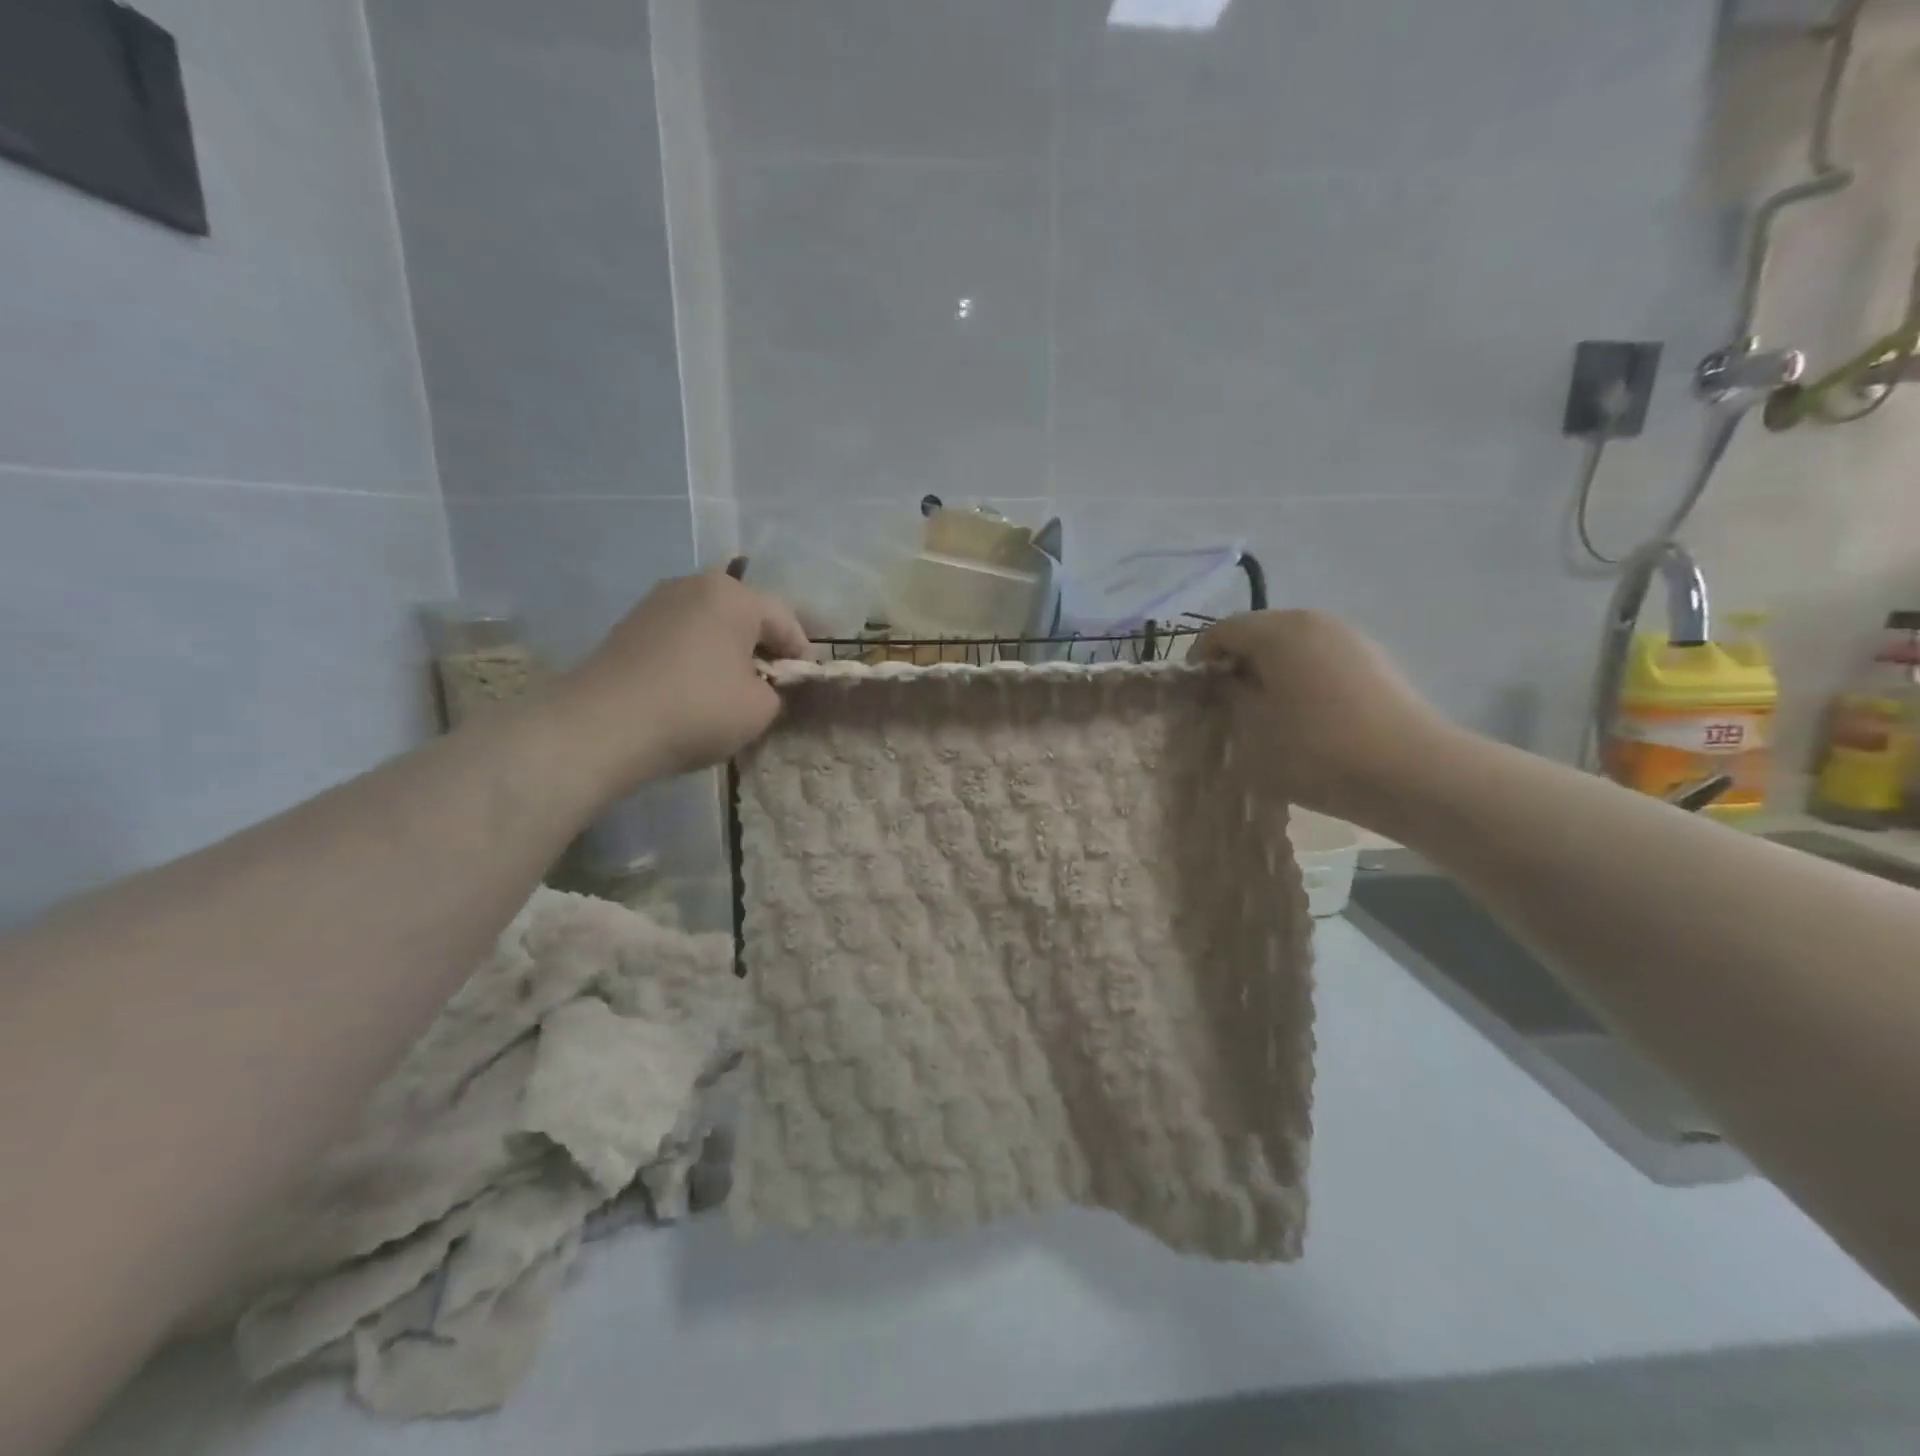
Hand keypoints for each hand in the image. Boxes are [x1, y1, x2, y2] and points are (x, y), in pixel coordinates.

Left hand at [551, 571, 809, 792]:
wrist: (603, 726)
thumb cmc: (697, 708)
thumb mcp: (761, 708)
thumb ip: (777, 691)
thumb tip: (764, 686)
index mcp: (733, 595)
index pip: (785, 620)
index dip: (801, 653)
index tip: (804, 683)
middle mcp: (693, 585)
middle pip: (744, 617)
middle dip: (762, 649)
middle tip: (771, 686)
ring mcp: (655, 604)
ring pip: (710, 626)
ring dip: (727, 653)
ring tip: (732, 690)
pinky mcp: (628, 627)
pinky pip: (680, 638)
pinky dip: (696, 659)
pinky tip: (694, 690)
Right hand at [1195, 610, 1453, 827]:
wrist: (1410, 773)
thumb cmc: (1316, 750)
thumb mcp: (1252, 728)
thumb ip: (1228, 695)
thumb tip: (1224, 679)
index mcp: (1278, 630)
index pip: (1221, 630)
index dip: (1201, 660)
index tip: (1196, 696)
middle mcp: (1313, 620)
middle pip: (1258, 632)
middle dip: (1237, 663)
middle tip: (1228, 705)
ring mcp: (1349, 637)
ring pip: (1291, 646)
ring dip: (1270, 672)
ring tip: (1267, 713)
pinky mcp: (1374, 660)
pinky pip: (1320, 659)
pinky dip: (1301, 677)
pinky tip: (1306, 716)